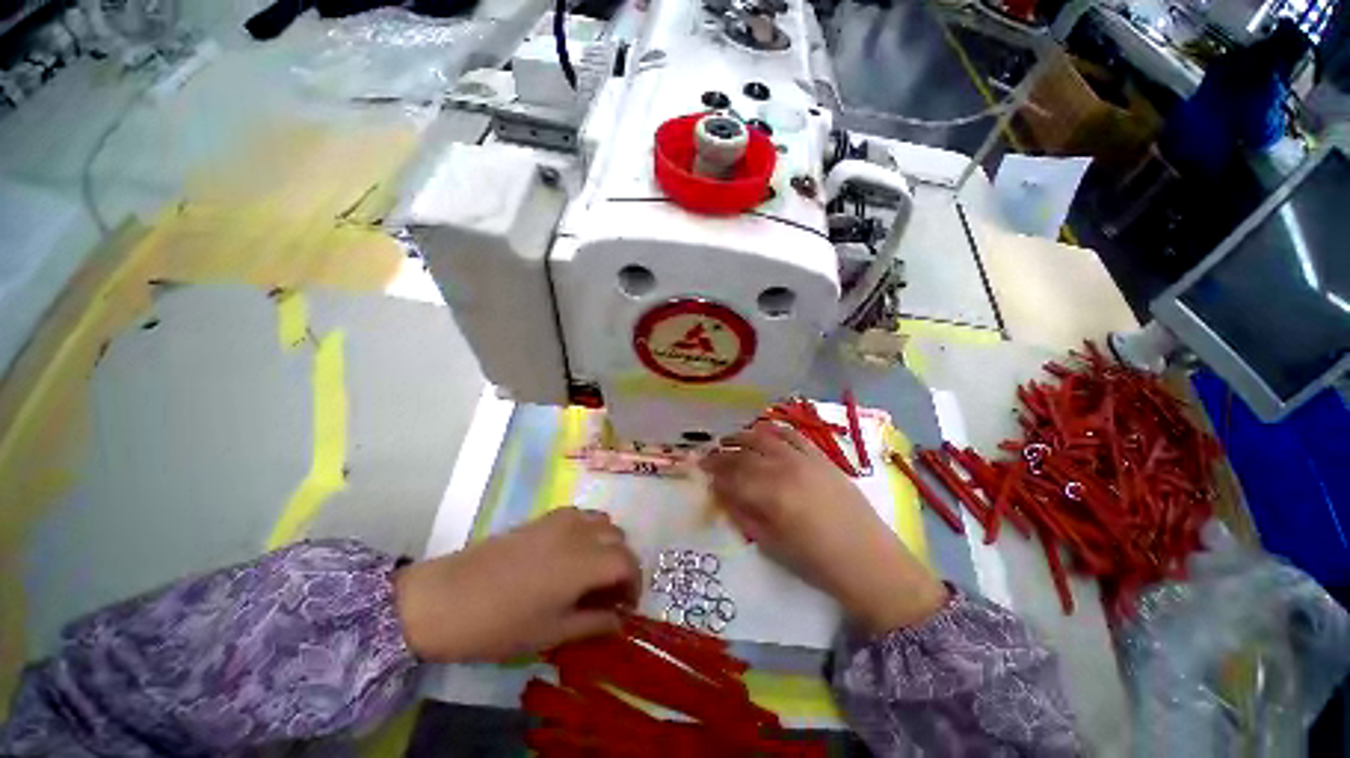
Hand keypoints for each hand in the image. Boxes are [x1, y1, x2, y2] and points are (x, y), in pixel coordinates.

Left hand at [394, 507, 639, 662]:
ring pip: (604, 522)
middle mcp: (580, 532)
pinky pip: (583, 515)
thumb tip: (620, 621)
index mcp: (584, 562)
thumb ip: (594, 623)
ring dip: (608, 545)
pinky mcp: (545, 516)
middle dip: (622, 566)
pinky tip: (573, 553)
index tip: (626, 608)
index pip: (628, 564)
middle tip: (609, 594)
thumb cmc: (501, 624)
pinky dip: (591, 531)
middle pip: (619, 540)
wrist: (447, 598)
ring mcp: (562, 520)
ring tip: (594, 571)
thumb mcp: (551, 633)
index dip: (634, 585)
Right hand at [701, 422, 947, 634]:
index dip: (714, 473)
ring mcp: (804, 459)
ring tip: (729, 440)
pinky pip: (792, 434)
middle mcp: (785, 468)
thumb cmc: (817, 562)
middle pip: (744, 453)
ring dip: (743, 436)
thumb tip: (721, 495)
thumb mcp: (772, 545)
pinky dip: (773, 429)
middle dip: (722, 454)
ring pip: (765, 437)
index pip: (732, 476)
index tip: (702, 472)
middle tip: (709, 457)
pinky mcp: (820, 456)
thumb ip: (743, 515)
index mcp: (771, 495)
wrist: (871, 562)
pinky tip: (763, 432)